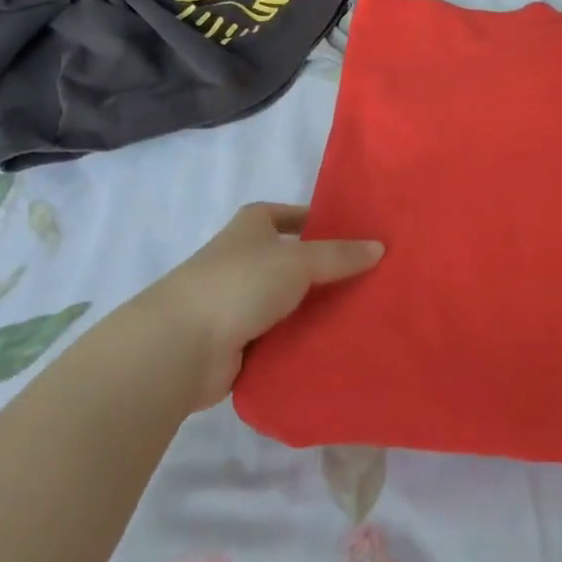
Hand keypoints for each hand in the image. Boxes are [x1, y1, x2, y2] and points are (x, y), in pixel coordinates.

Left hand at [121, 202, 381, 414]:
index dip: (312, 219)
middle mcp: (240, 260)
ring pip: (286, 301)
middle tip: (368, 276)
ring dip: (313, 308)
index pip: (283, 214)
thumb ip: (340, 255)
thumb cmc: (239, 284)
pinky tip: (333, 344)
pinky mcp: (236, 343)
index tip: (348, 232)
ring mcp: (236, 303)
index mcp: (248, 228)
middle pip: (290, 260)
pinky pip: (278, 337)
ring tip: (361, 312)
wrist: (181, 347)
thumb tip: (380, 247)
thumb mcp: (298, 260)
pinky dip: (299, 340)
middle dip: (323, 268)